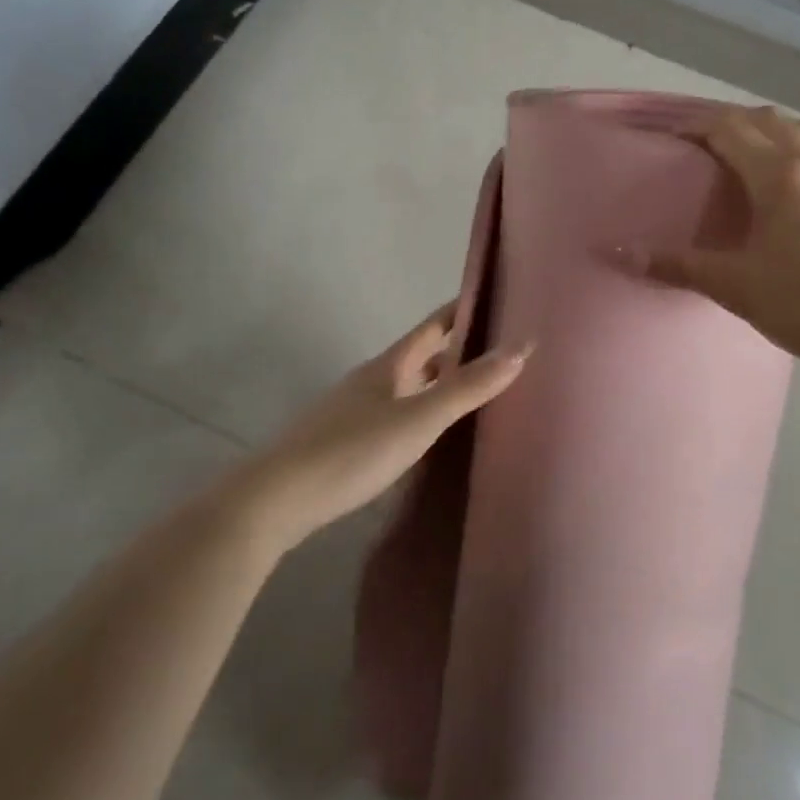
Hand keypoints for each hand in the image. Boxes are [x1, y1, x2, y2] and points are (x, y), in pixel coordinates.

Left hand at [233, 304, 530, 552]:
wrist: (277, 499)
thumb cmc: (352, 450)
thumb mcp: (418, 419)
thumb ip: (468, 387)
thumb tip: (521, 347)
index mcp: (389, 366)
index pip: (433, 326)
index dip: (462, 310)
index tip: (496, 299)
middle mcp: (373, 380)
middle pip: (421, 355)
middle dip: (456, 348)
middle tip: (500, 348)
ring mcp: (356, 411)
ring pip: (408, 386)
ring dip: (439, 382)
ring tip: (475, 389)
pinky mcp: (348, 443)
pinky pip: (397, 414)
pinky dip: (421, 412)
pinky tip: (431, 433)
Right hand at [636, 105, 799, 375]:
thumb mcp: (737, 287)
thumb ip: (679, 265)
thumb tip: (618, 253)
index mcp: (779, 175)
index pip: (729, 128)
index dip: (691, 124)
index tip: (661, 134)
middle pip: (763, 119)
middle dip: (724, 122)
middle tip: (691, 146)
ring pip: (797, 130)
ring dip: (763, 131)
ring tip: (737, 156)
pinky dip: (789, 149)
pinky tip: (776, 187)